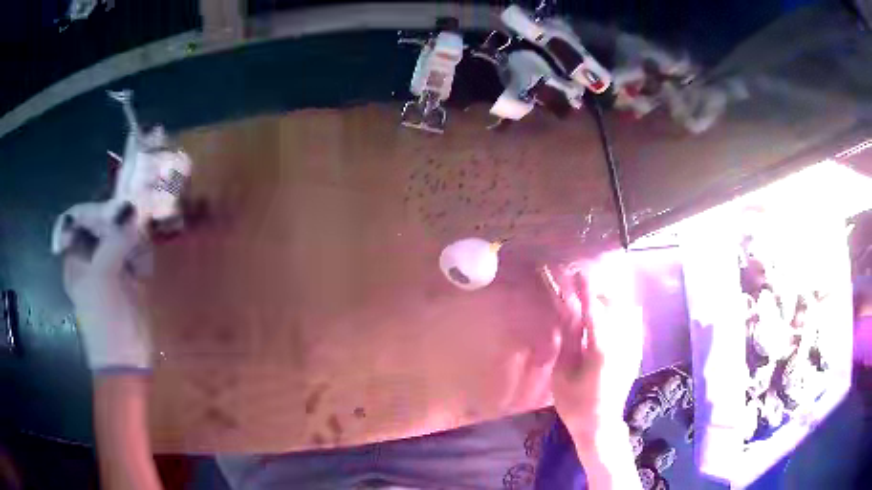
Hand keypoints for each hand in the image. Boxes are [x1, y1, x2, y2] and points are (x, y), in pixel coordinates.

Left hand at [62, 201, 152, 371]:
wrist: (126, 360)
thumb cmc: (104, 320)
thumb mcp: (103, 276)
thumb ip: (115, 239)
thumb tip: (132, 208)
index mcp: (76, 255)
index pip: (84, 217)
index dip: (99, 208)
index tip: (119, 205)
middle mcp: (92, 256)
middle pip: (104, 222)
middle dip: (120, 215)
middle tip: (137, 212)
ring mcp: (111, 266)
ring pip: (122, 234)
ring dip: (134, 229)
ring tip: (145, 228)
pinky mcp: (130, 276)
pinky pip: (136, 250)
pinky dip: (143, 245)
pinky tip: (148, 248)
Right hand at [546, 251, 643, 437]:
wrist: (601, 423)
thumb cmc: (575, 403)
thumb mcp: (562, 374)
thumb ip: (569, 339)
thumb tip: (569, 310)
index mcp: (600, 350)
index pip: (594, 310)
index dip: (585, 290)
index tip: (577, 273)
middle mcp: (622, 343)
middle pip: (613, 305)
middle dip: (597, 293)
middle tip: (580, 290)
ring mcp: (632, 347)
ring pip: (626, 310)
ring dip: (609, 300)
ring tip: (593, 301)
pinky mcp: (636, 351)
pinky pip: (634, 321)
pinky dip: (622, 311)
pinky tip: (611, 314)